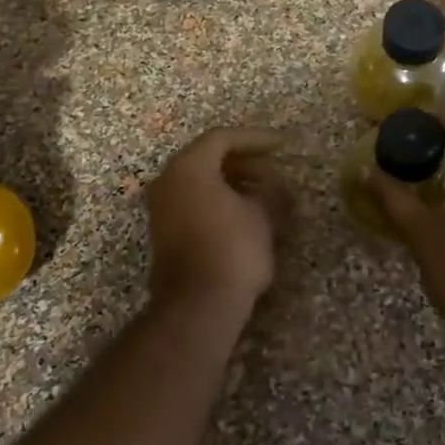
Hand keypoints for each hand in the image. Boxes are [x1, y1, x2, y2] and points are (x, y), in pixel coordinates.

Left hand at [144, 128, 289, 322]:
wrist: (197, 306)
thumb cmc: (232, 250)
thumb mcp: (262, 216)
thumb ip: (272, 193)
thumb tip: (280, 188)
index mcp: (189, 167)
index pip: (222, 138)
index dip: (255, 139)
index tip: (282, 147)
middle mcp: (168, 181)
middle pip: (208, 158)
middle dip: (244, 163)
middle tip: (274, 173)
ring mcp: (162, 208)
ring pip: (200, 182)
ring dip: (233, 183)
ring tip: (265, 196)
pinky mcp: (164, 233)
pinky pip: (193, 202)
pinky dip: (219, 201)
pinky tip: (245, 216)